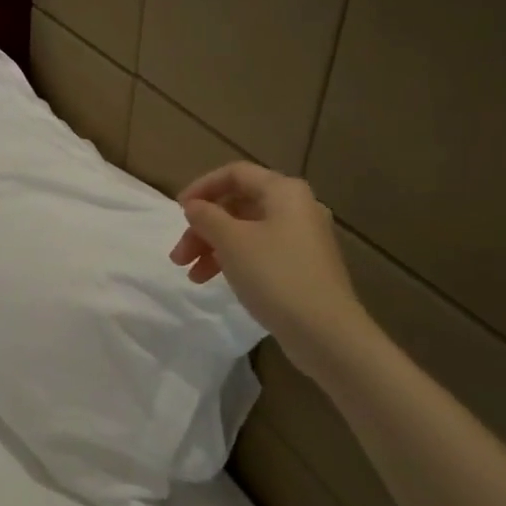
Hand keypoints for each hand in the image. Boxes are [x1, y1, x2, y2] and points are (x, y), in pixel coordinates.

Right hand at [168, 162, 374, 377]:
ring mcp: (303, 239)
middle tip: (179, 255)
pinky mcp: (303, 266)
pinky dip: (234, 260)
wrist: (326, 332)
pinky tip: (217, 280)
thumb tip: (194, 206)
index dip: (202, 187)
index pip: (235, 173)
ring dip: (214, 247)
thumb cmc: (275, 276)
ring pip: (246, 231)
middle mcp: (297, 208)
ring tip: (192, 275)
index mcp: (284, 191)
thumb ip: (207, 217)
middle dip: (203, 227)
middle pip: (238, 204)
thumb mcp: (232, 242)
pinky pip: (260, 251)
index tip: (178, 212)